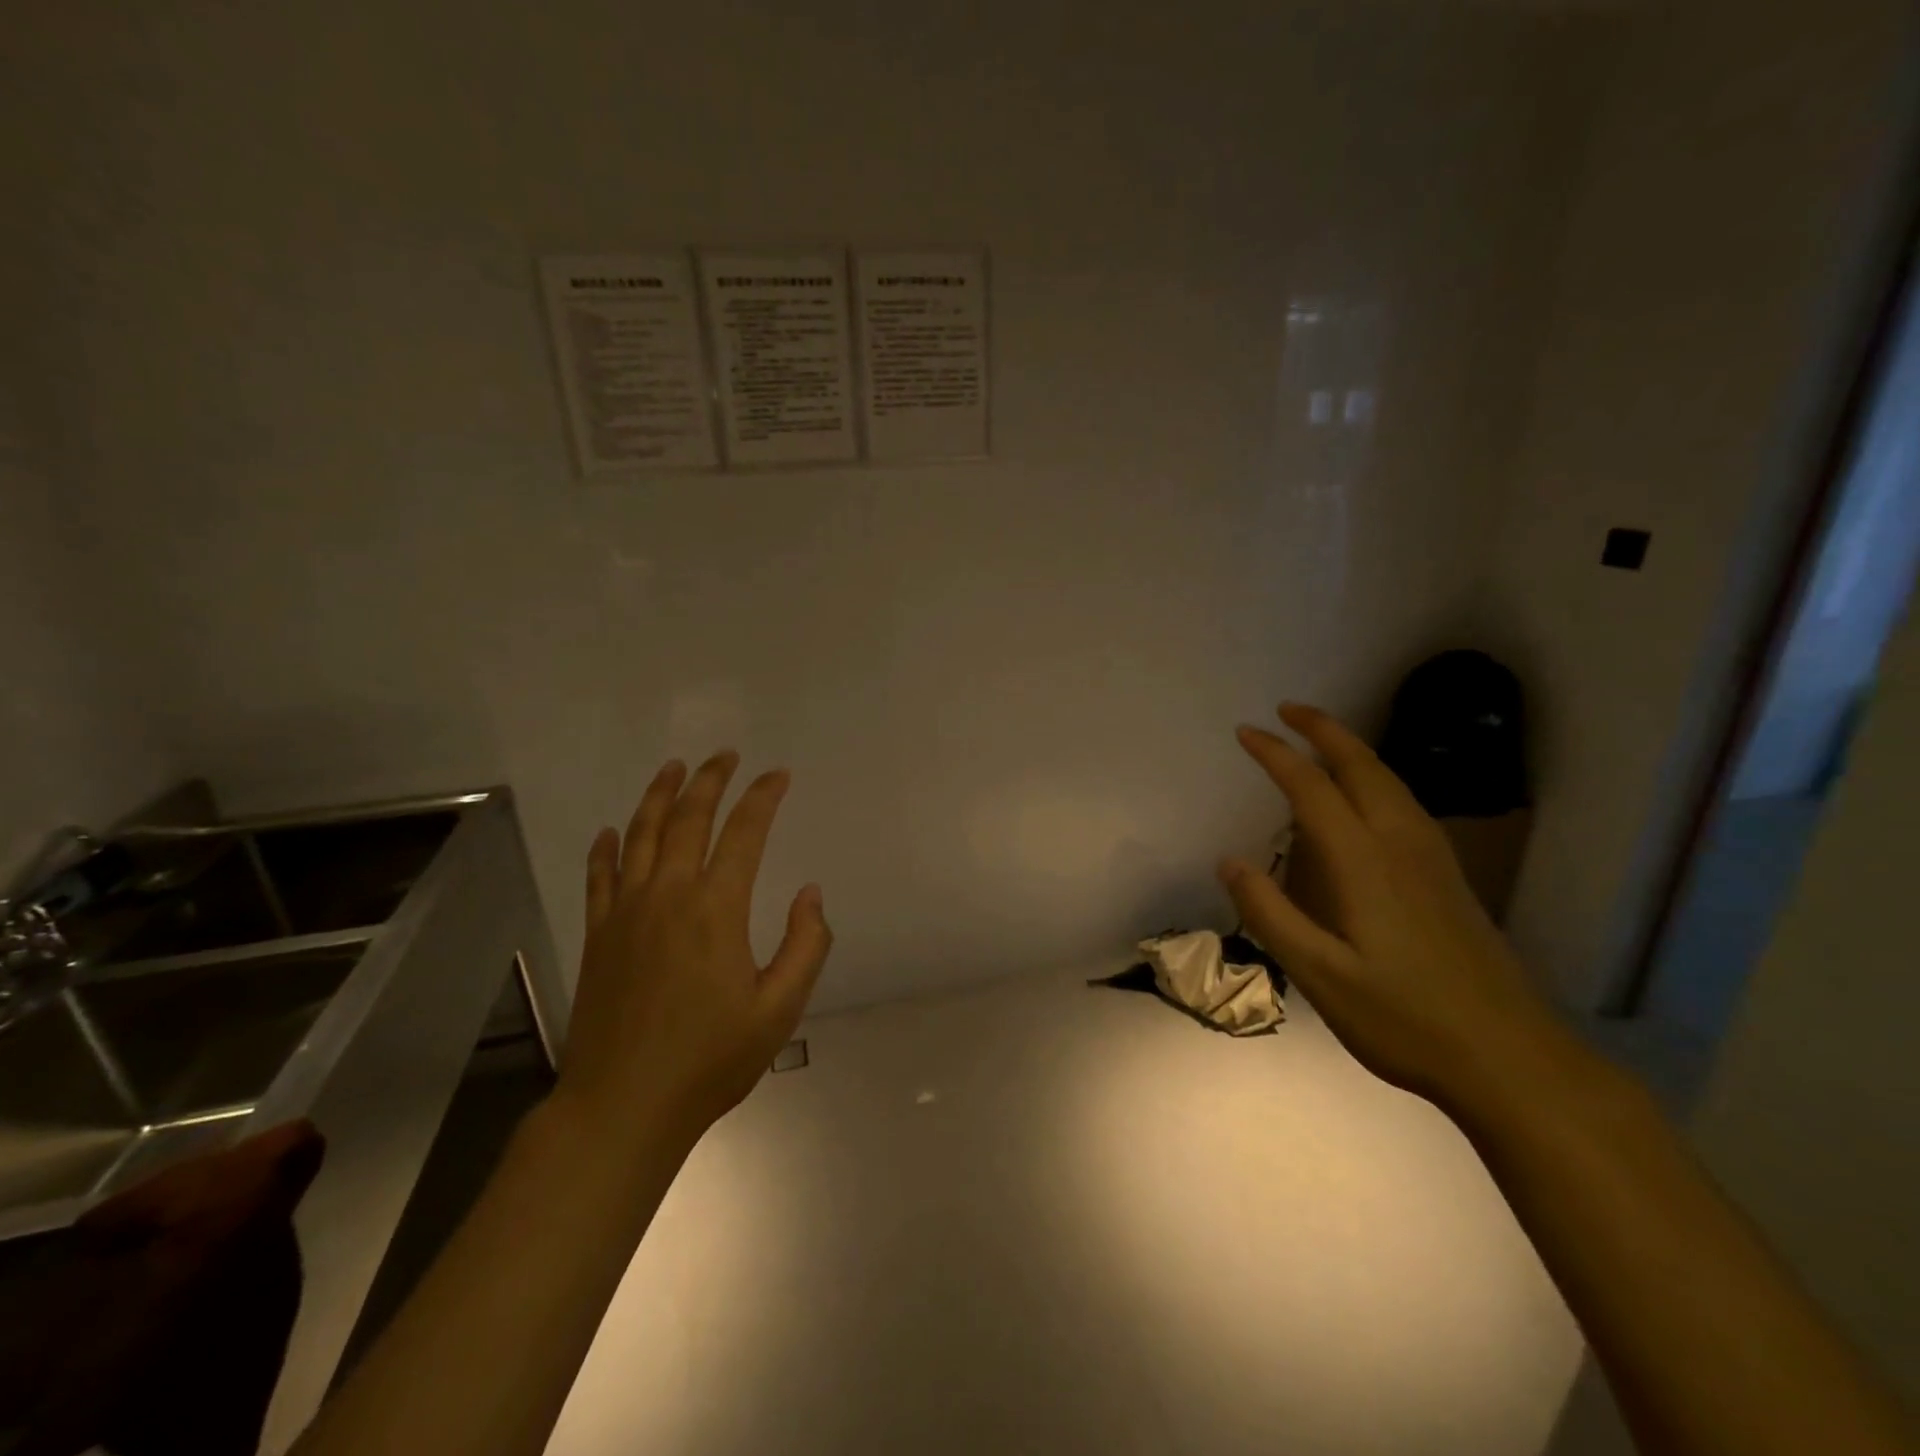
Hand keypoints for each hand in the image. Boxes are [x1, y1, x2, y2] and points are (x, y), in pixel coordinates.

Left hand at [555, 752, 831, 1153]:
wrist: (623, 1105)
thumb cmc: (710, 1059)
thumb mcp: (779, 1008)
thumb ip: (805, 945)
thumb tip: (810, 894)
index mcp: (717, 908)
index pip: (744, 832)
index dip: (763, 797)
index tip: (778, 775)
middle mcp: (669, 895)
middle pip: (689, 818)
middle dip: (711, 780)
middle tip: (726, 755)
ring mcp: (626, 912)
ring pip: (642, 834)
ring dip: (660, 795)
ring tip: (674, 768)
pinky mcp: (599, 934)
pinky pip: (600, 876)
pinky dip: (607, 848)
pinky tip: (612, 831)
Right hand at [1219, 704, 1568, 1109]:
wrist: (1513, 1060)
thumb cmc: (1405, 1020)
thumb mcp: (1320, 976)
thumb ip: (1271, 914)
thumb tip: (1229, 861)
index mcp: (1365, 864)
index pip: (1313, 790)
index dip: (1277, 756)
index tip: (1245, 732)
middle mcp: (1402, 846)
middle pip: (1363, 768)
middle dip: (1324, 731)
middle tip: (1287, 709)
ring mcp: (1433, 861)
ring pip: (1392, 782)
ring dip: (1354, 749)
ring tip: (1322, 738)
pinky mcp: (1450, 879)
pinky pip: (1406, 804)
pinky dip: (1377, 777)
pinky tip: (1371, 795)